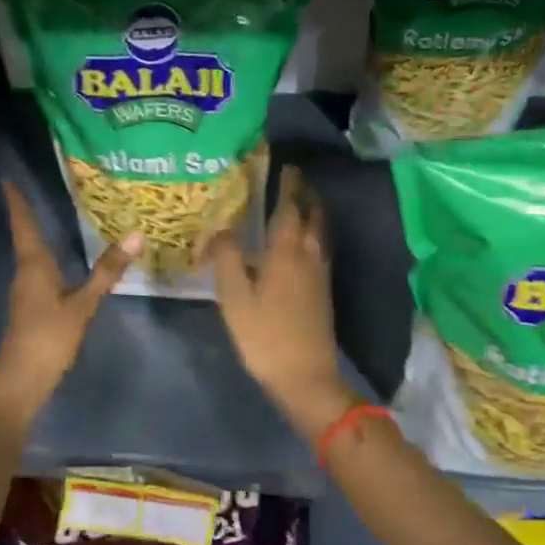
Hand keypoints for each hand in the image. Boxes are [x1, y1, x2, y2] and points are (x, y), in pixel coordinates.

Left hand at [0, 180, 140, 427]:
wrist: (21, 381)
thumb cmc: (49, 338)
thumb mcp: (83, 304)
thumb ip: (107, 271)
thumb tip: (136, 234)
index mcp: (33, 266)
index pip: (24, 225)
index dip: (17, 202)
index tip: (7, 179)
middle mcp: (25, 273)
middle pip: (24, 236)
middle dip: (27, 213)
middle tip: (34, 190)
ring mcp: (25, 292)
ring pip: (30, 255)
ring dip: (36, 235)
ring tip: (50, 217)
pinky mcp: (30, 307)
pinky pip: (37, 271)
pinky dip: (46, 257)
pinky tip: (59, 262)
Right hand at [210, 166, 357, 444]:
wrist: (306, 377)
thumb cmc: (265, 335)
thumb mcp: (234, 297)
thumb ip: (227, 257)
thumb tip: (221, 228)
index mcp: (286, 251)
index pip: (290, 207)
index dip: (288, 185)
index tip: (285, 166)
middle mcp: (308, 255)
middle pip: (313, 216)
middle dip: (305, 195)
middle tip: (292, 180)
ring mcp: (320, 274)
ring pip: (320, 233)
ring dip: (312, 213)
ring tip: (297, 205)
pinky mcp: (323, 292)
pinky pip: (320, 249)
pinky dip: (312, 234)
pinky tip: (299, 245)